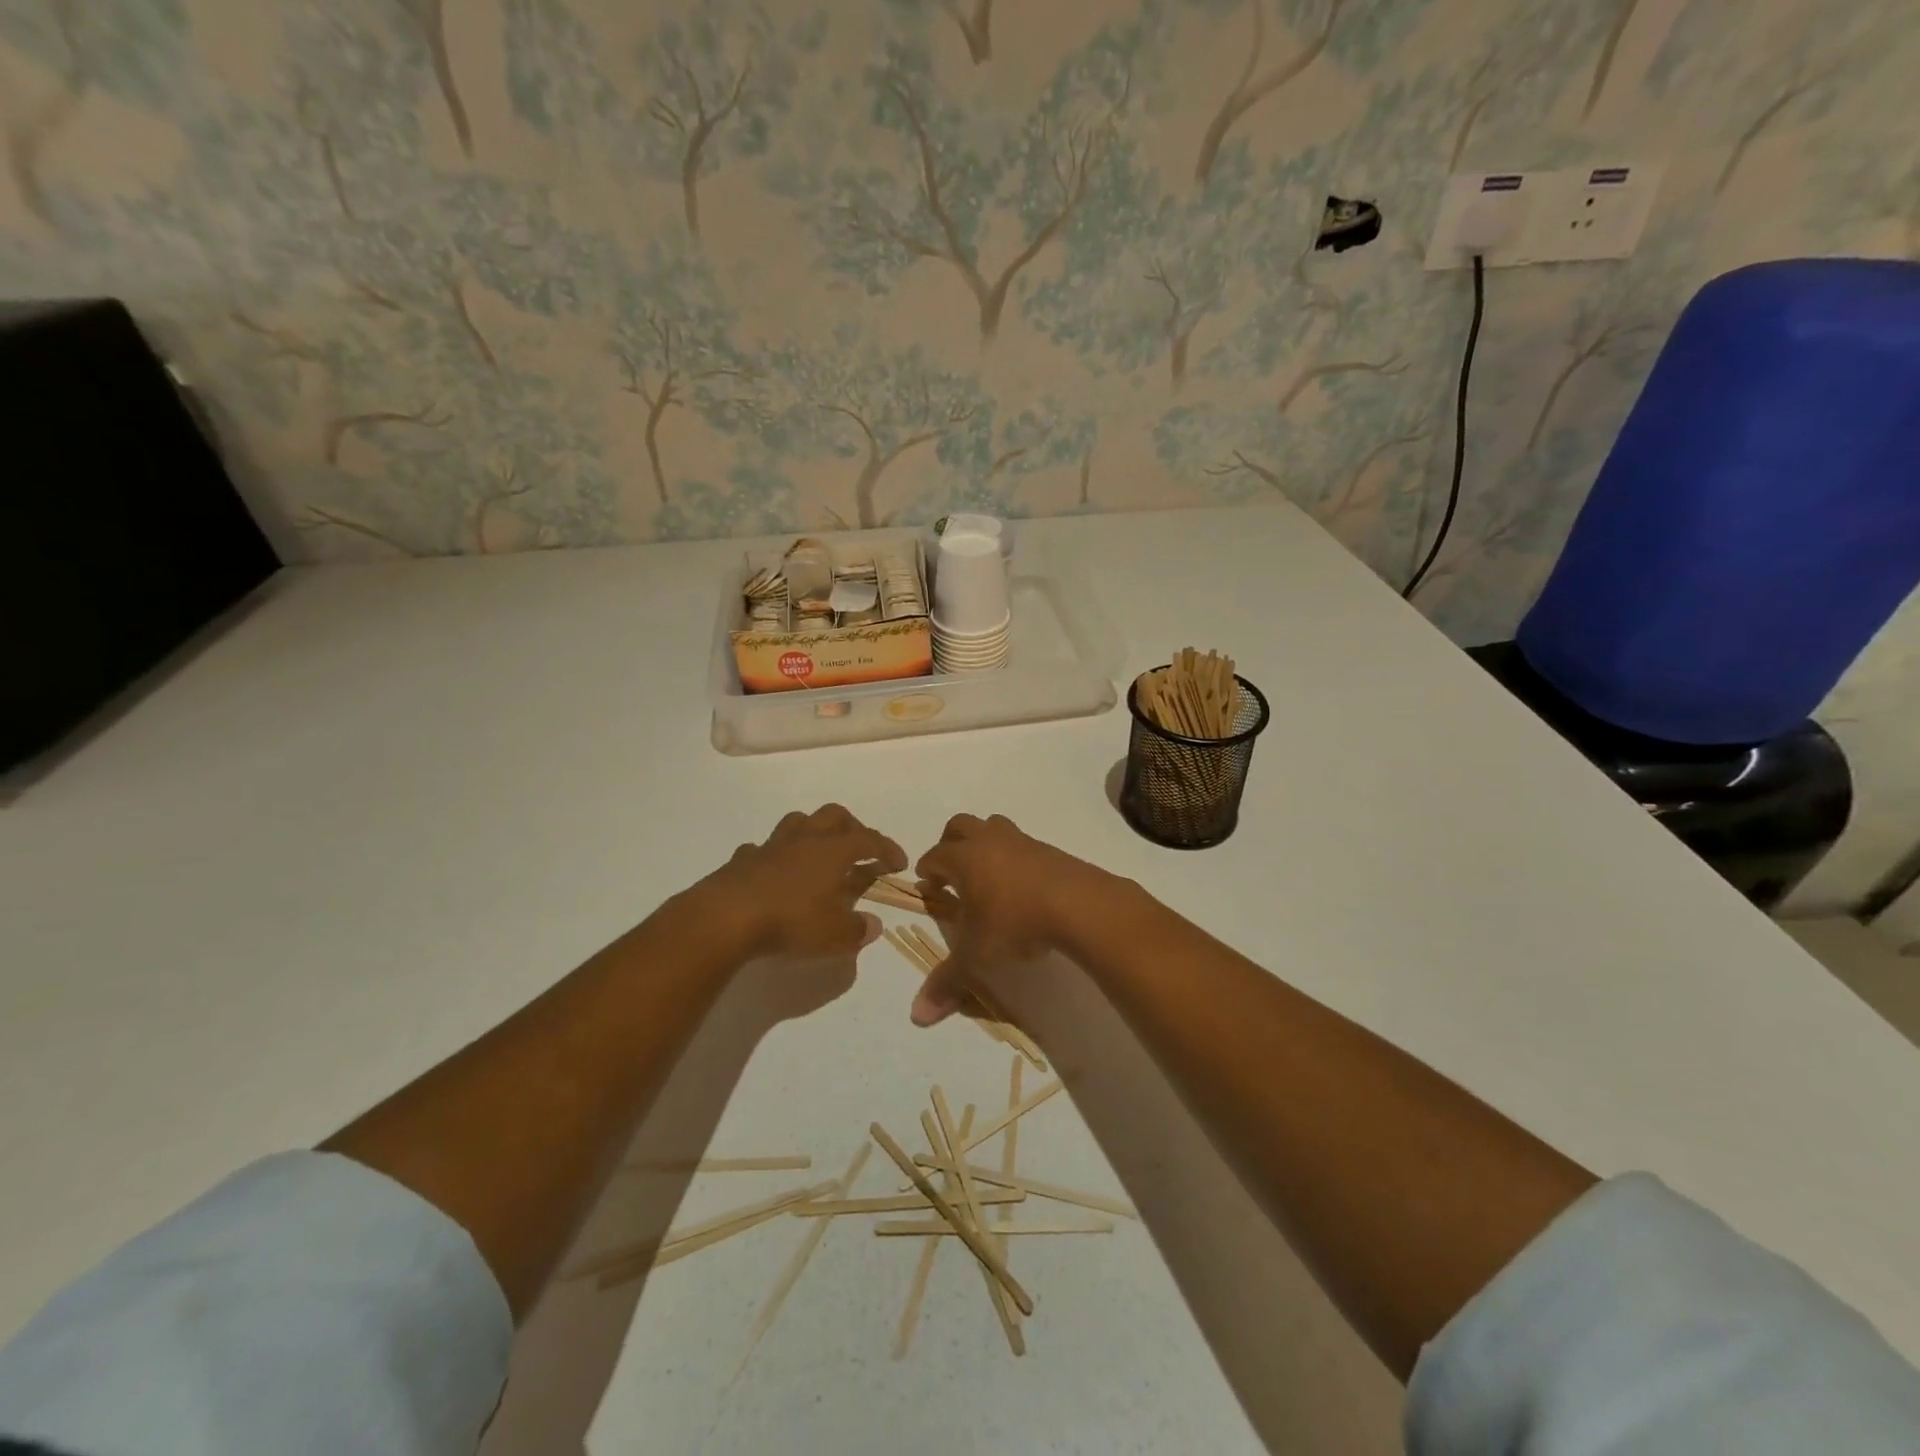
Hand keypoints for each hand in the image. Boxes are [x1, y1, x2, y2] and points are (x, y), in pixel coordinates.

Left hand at [694, 805, 905, 959]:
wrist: (726, 917)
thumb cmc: (791, 921)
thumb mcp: (835, 935)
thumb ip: (858, 929)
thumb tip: (874, 925)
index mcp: (833, 851)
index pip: (869, 840)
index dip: (887, 849)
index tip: (899, 862)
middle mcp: (805, 839)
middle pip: (834, 816)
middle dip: (853, 827)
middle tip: (861, 849)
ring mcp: (771, 846)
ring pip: (798, 822)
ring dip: (813, 831)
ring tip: (819, 852)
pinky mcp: (743, 859)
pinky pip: (764, 848)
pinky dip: (775, 856)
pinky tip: (775, 872)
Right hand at [909, 813, 1113, 1025]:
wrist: (1079, 904)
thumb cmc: (1016, 922)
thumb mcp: (977, 957)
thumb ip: (947, 982)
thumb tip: (917, 1017)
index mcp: (964, 859)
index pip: (935, 856)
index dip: (927, 870)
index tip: (927, 885)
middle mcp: (990, 841)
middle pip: (960, 826)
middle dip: (950, 843)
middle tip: (951, 870)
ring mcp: (1022, 841)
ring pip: (994, 826)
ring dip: (984, 842)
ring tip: (986, 874)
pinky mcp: (1050, 849)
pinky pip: (1022, 844)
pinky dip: (1013, 857)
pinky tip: (1021, 885)